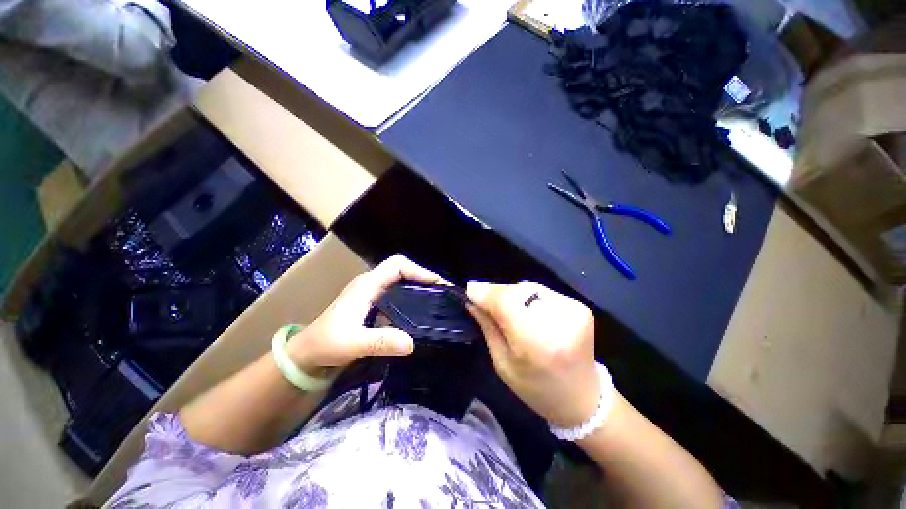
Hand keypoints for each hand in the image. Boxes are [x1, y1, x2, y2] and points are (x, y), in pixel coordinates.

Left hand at [288, 254, 442, 371]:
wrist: (307, 353)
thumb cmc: (325, 344)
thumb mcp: (352, 344)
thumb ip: (380, 342)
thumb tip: (412, 343)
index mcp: (367, 285)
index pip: (397, 265)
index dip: (418, 270)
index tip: (436, 283)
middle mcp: (372, 284)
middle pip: (402, 269)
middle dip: (423, 276)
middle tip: (442, 292)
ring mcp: (373, 293)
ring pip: (401, 280)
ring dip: (419, 286)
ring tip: (436, 299)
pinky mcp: (374, 303)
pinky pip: (398, 292)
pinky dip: (412, 296)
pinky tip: (420, 311)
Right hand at [466, 281, 599, 427]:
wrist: (583, 398)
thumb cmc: (535, 387)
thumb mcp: (502, 363)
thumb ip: (487, 327)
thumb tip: (471, 299)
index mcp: (536, 343)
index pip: (505, 301)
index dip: (485, 292)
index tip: (469, 290)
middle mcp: (558, 321)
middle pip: (516, 291)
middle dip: (497, 293)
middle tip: (485, 301)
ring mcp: (572, 311)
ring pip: (529, 288)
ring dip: (512, 294)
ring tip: (507, 307)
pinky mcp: (579, 306)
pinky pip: (543, 292)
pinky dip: (529, 297)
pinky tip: (528, 311)